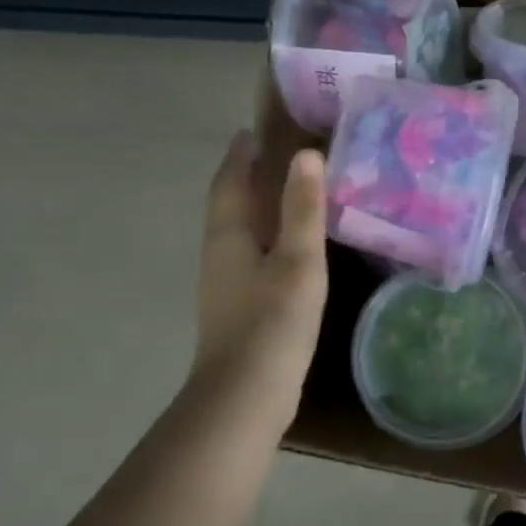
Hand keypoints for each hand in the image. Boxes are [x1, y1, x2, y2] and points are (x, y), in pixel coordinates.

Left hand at [191, 130, 328, 422]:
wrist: (245, 394)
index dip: (241, 156)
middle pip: (230, 205)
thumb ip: (303, 209)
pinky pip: (252, 256)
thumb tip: (306, 155)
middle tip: (275, 155)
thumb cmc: (273, 321)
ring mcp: (226, 284)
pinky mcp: (240, 307)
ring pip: (240, 232)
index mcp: (228, 235)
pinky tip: (290, 248)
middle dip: (247, 178)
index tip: (253, 132)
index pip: (230, 182)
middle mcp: (219, 254)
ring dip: (257, 209)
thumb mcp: (298, 260)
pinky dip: (268, 238)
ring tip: (286, 194)